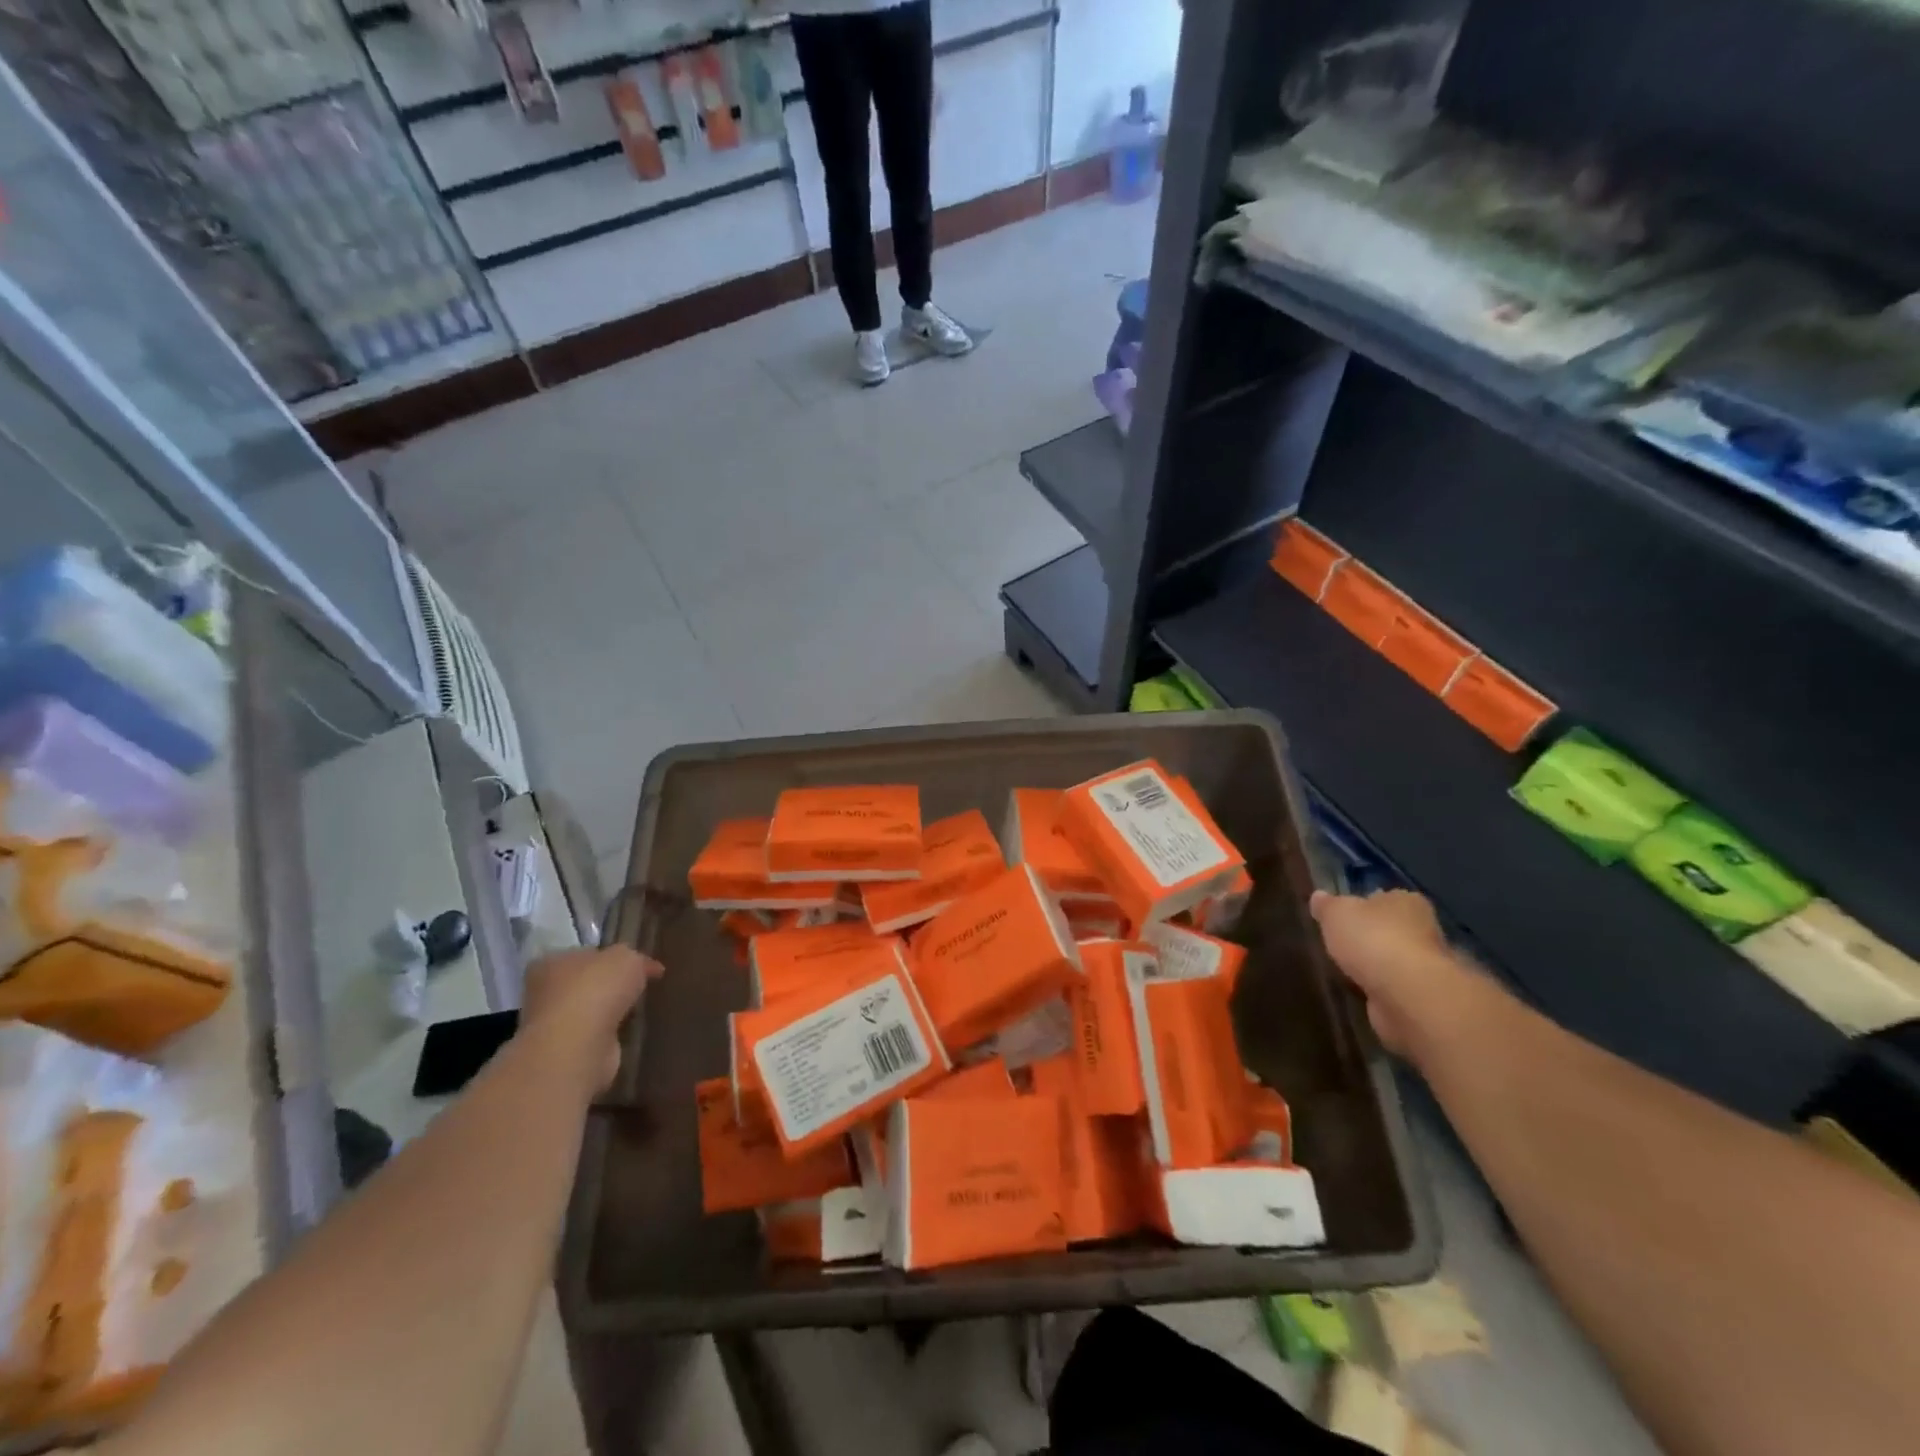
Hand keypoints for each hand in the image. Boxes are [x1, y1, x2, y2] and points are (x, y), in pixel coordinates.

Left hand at [519, 946, 659, 1093]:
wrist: (578, 1046)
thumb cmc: (596, 989)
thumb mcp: (627, 957)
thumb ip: (635, 958)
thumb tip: (644, 967)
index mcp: (550, 962)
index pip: (584, 954)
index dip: (612, 956)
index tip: (637, 964)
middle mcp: (544, 993)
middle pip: (585, 983)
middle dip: (610, 986)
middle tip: (640, 986)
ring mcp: (552, 1026)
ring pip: (589, 1011)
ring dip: (609, 1012)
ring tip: (638, 1010)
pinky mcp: (566, 1052)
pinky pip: (594, 1036)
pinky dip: (609, 1034)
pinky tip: (628, 1032)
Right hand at [1309, 889, 1464, 1055]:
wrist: (1407, 995)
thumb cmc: (1372, 940)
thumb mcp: (1336, 913)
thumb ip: (1326, 905)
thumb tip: (1319, 896)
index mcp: (1406, 901)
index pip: (1383, 898)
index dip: (1361, 906)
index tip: (1341, 917)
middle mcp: (1424, 930)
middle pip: (1390, 929)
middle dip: (1369, 938)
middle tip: (1339, 945)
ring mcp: (1426, 966)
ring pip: (1392, 961)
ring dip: (1374, 967)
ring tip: (1344, 971)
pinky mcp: (1421, 997)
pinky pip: (1392, 988)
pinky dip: (1379, 991)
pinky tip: (1359, 993)